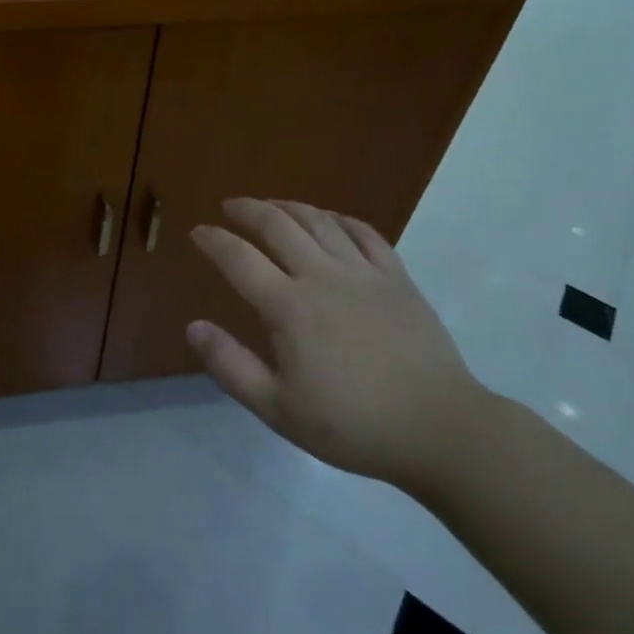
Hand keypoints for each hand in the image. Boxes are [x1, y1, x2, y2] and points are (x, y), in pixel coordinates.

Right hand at [187, 198, 487, 496]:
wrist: (439, 429)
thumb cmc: (353, 425)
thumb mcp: (279, 410)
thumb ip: (231, 366)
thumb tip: (193, 326)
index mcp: (289, 307)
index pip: (238, 258)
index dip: (213, 240)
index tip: (198, 232)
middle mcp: (321, 276)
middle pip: (276, 224)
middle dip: (247, 210)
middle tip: (229, 207)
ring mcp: (363, 272)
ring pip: (318, 220)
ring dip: (288, 206)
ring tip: (271, 205)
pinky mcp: (396, 277)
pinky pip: (363, 232)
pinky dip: (339, 218)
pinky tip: (329, 219)